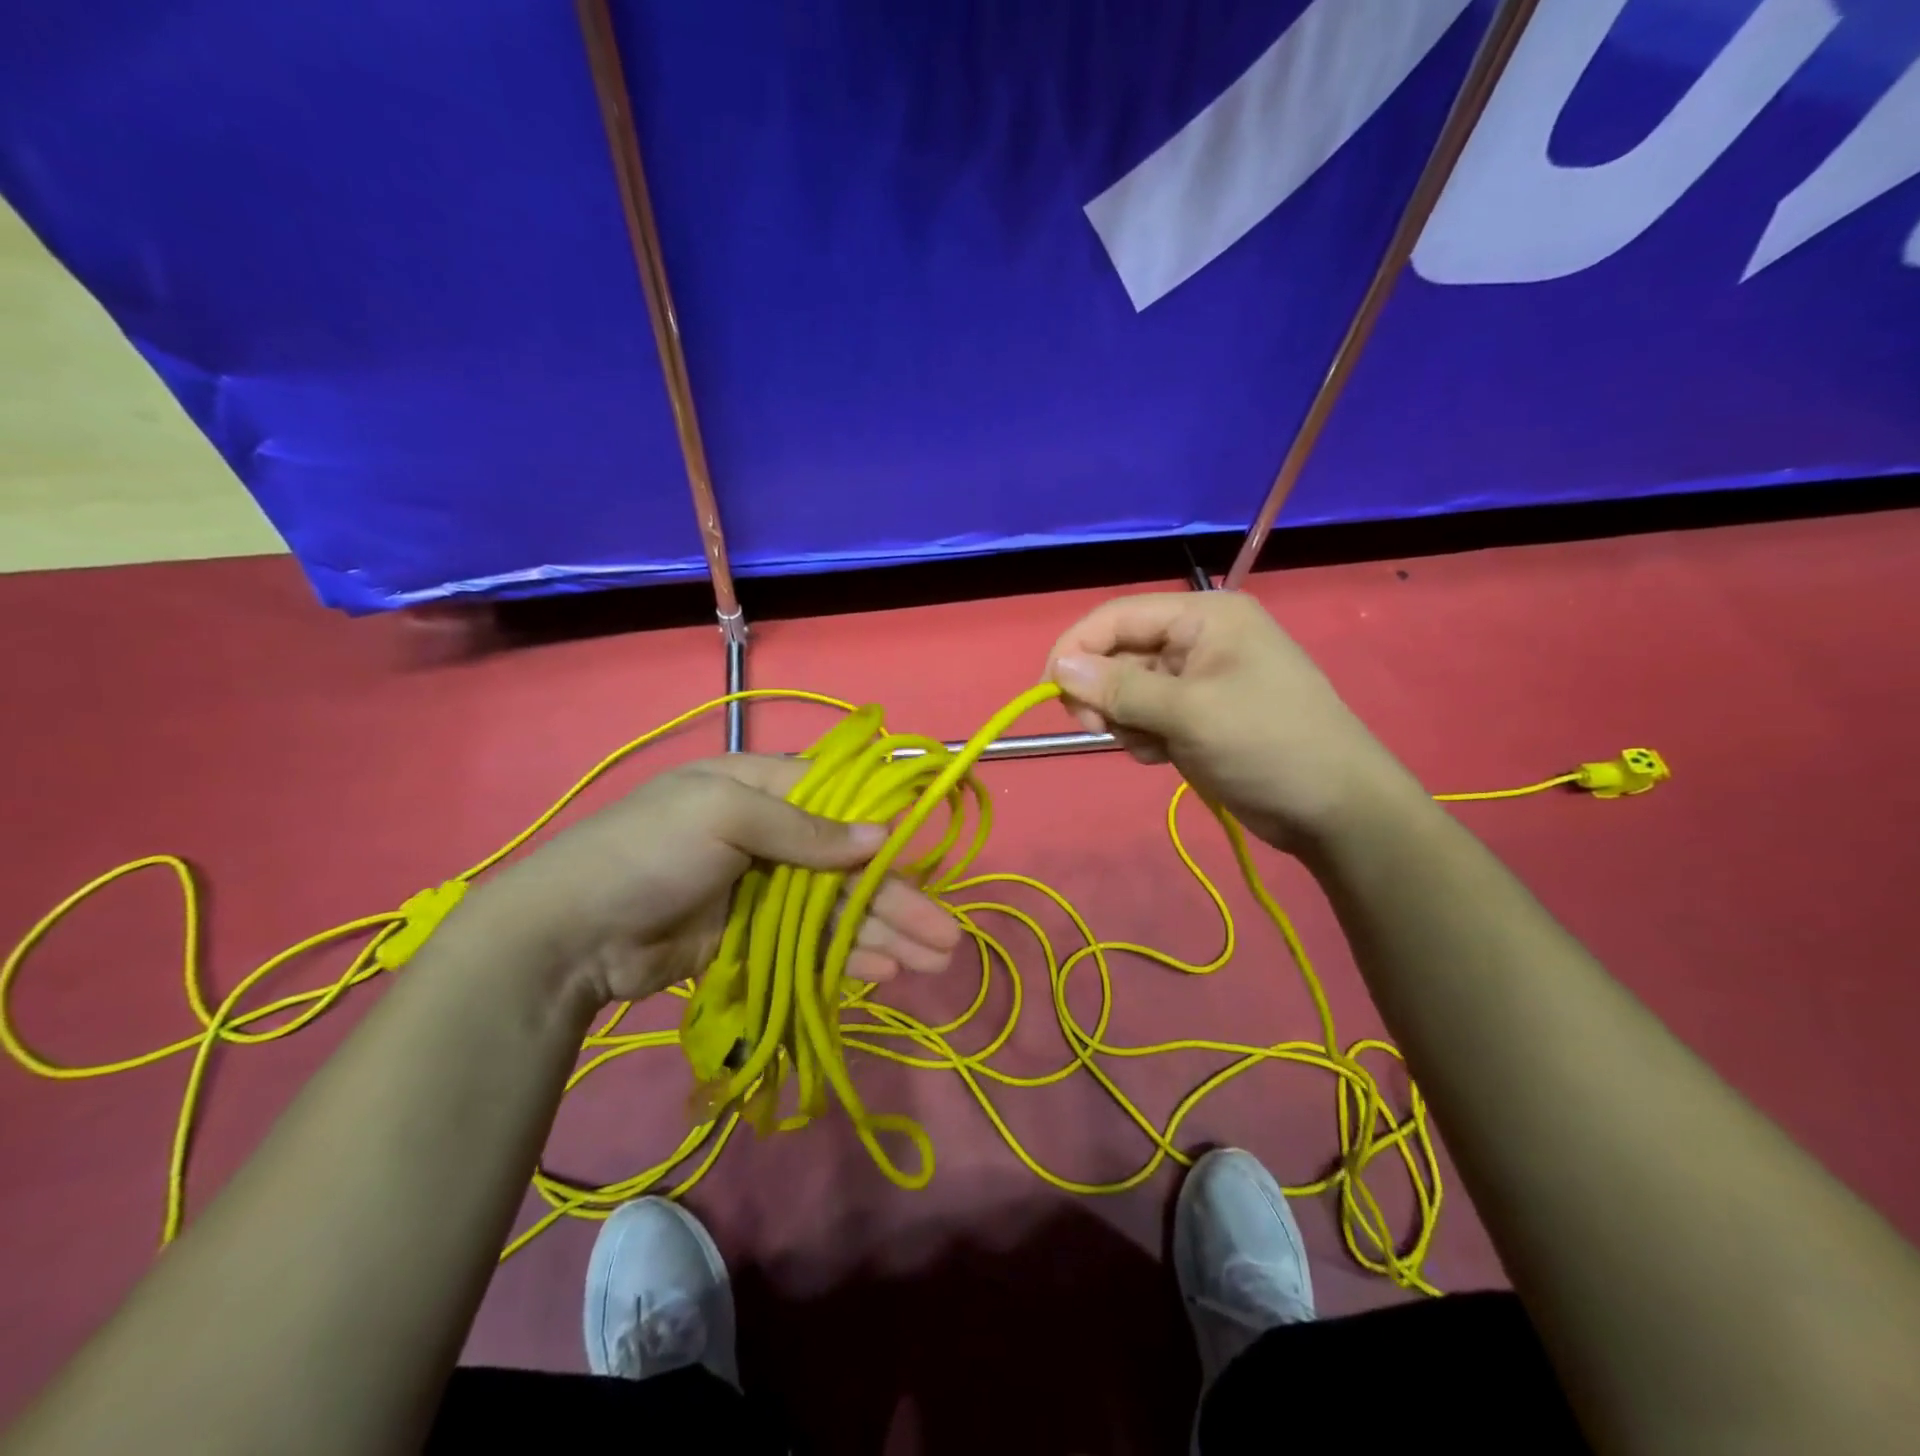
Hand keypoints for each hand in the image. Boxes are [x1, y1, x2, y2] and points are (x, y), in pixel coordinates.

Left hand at [473, 755, 961, 1003]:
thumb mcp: (724, 816)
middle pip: (847, 866)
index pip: (840, 801)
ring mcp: (759, 890)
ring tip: (931, 962)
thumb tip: (879, 835)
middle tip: (946, 937)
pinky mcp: (748, 938)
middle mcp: (768, 835)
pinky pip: (809, 944)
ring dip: (882, 933)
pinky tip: (882, 973)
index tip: (926, 857)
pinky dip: (845, 956)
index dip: (884, 830)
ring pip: (835, 909)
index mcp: (761, 789)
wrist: (567, 934)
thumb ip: (804, 829)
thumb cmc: (648, 851)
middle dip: (898, 898)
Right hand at [1046, 591, 1429, 852]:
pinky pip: (1146, 715)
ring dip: (1126, 721)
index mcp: (1203, 616)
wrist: (1333, 808)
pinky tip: (1165, 756)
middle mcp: (1198, 639)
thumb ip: (1120, 688)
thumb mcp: (1189, 712)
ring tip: (1154, 747)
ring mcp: (1198, 679)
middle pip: (1119, 653)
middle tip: (1104, 730)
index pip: (1117, 616)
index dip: (1076, 648)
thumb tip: (1058, 668)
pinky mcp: (1197, 714)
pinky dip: (1144, 736)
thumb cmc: (1266, 743)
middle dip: (1106, 694)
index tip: (1049, 691)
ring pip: (1127, 690)